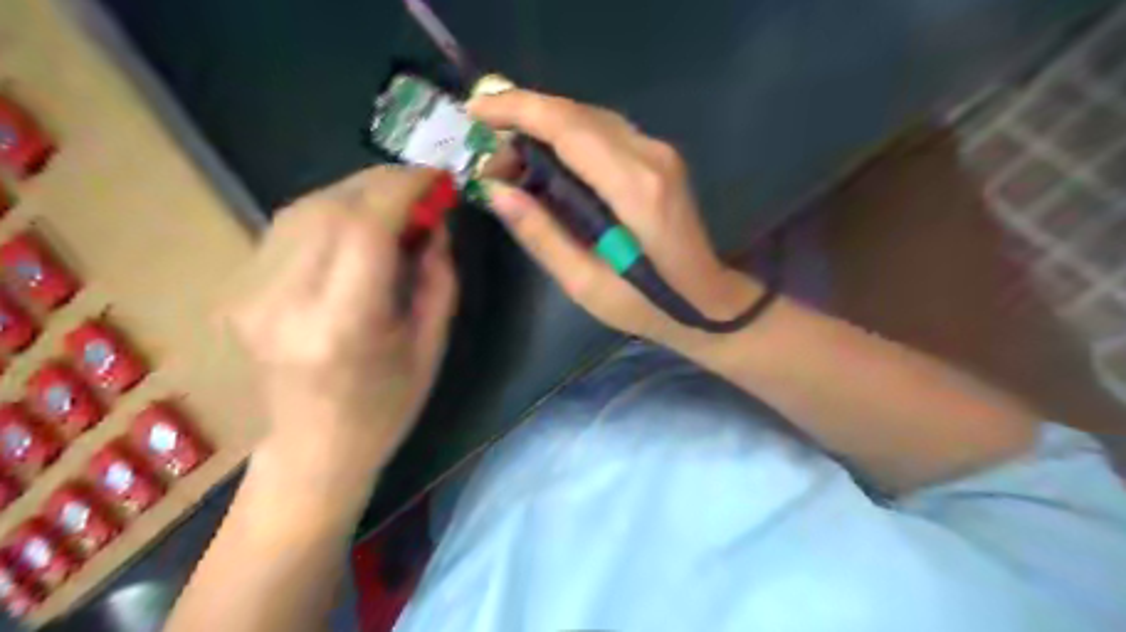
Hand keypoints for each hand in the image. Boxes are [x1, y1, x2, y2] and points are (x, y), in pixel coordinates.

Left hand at [226, 164, 455, 475]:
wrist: (315, 448)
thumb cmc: (387, 406)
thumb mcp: (431, 345)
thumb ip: (437, 276)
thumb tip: (434, 220)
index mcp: (342, 327)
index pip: (365, 229)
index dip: (403, 189)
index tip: (436, 176)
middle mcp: (285, 304)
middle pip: (330, 208)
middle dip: (382, 185)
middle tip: (421, 188)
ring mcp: (250, 296)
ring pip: (303, 209)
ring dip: (355, 196)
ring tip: (393, 205)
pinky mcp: (238, 292)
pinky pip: (287, 229)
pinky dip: (329, 214)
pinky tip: (356, 227)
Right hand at [467, 88, 764, 349]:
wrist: (708, 301)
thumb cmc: (646, 304)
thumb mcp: (585, 284)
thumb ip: (542, 235)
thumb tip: (497, 191)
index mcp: (634, 188)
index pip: (568, 126)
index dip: (517, 110)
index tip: (474, 111)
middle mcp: (650, 156)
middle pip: (577, 113)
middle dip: (524, 117)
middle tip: (488, 150)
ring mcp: (660, 152)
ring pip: (590, 117)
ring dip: (545, 125)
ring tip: (510, 155)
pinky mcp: (660, 157)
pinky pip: (605, 130)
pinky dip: (569, 134)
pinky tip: (547, 158)